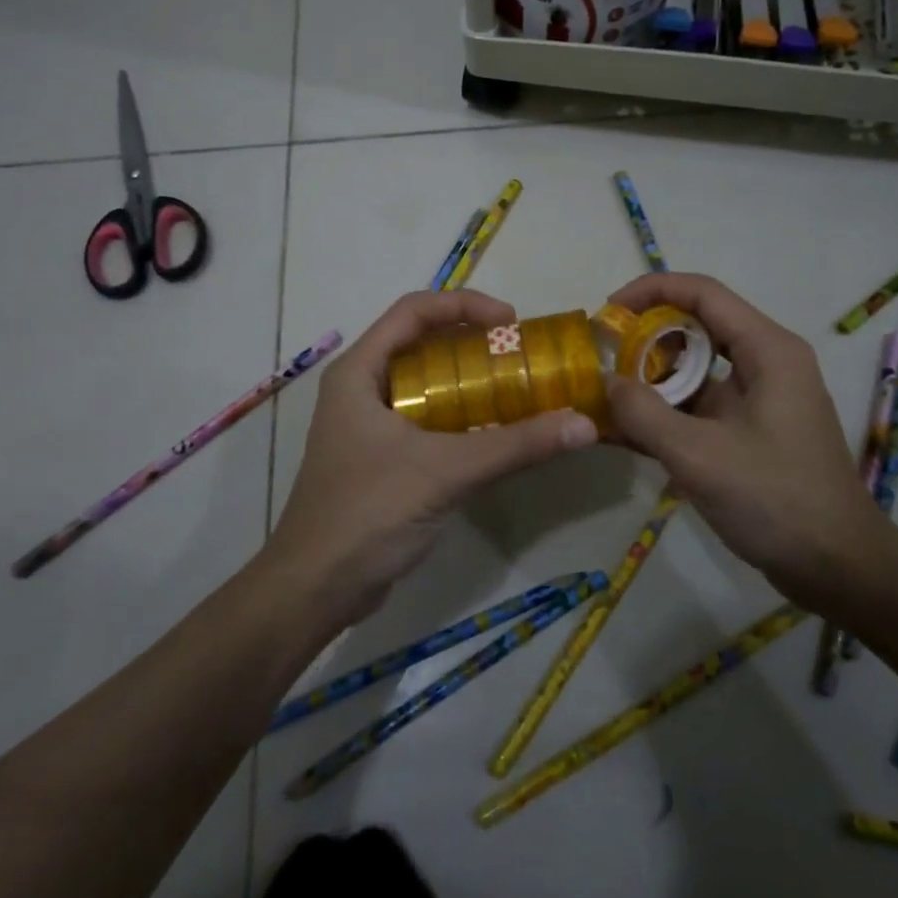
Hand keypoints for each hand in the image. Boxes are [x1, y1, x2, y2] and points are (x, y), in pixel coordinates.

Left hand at [268, 290, 597, 628]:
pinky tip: (496, 433)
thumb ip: (514, 446)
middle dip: (473, 342)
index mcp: (360, 371)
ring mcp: (369, 425)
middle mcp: (361, 388)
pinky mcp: (381, 458)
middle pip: (422, 342)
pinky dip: (462, 415)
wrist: (314, 591)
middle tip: (521, 356)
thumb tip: (583, 425)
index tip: (512, 323)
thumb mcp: (444, 471)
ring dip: (470, 380)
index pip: (413, 310)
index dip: (464, 305)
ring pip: (426, 383)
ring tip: (518, 387)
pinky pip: (427, 419)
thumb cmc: (367, 513)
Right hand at [604, 273, 880, 608]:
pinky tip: (622, 432)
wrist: (840, 569)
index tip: (608, 312)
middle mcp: (765, 363)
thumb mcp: (700, 455)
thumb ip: (644, 414)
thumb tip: (605, 384)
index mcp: (767, 349)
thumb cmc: (777, 500)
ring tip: (601, 397)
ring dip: (649, 381)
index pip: (702, 293)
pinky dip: (664, 413)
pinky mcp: (750, 431)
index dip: (651, 291)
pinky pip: (699, 407)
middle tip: (600, 359)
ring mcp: (758, 399)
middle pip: (696, 329)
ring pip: (694, 371)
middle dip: (644, 340)